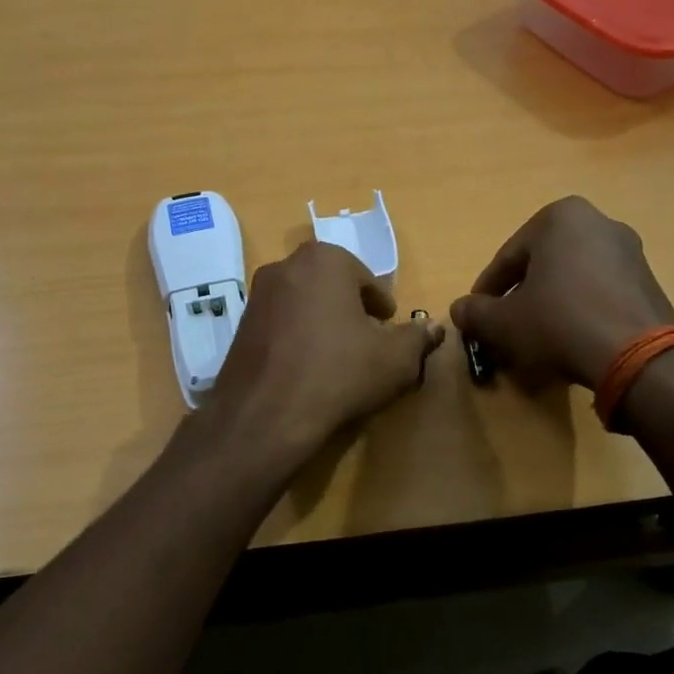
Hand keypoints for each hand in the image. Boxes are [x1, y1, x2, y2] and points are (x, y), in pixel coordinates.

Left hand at [207, 242, 444, 455]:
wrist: (266, 414)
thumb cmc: (339, 373)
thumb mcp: (395, 359)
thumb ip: (418, 338)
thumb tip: (434, 328)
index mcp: (326, 260)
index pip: (364, 278)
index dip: (380, 304)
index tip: (386, 326)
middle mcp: (286, 266)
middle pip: (331, 285)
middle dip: (349, 308)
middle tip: (366, 339)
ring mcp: (257, 295)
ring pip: (302, 302)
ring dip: (321, 321)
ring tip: (337, 356)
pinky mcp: (240, 325)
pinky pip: (279, 323)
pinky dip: (296, 337)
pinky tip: (306, 368)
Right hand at [451, 197, 673, 388]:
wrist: (637, 356)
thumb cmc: (559, 322)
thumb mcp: (504, 321)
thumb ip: (475, 313)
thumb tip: (458, 310)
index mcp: (560, 217)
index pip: (508, 257)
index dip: (487, 291)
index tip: (477, 315)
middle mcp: (599, 222)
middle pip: (542, 264)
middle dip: (521, 294)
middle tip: (506, 325)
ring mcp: (630, 251)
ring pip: (572, 277)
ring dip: (551, 302)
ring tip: (537, 336)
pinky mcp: (649, 281)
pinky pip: (600, 291)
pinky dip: (580, 309)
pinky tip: (572, 339)